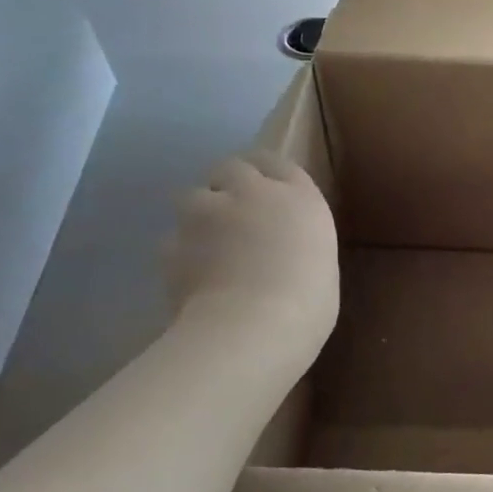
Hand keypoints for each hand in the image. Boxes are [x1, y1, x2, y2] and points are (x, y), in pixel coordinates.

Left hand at [163, 151, 338, 340]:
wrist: (251, 328)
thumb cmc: (308, 303)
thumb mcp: (321, 267)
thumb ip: (298, 246)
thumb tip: (284, 253)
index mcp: (298, 198)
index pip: (278, 163)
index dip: (269, 175)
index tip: (270, 191)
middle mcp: (250, 193)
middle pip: (232, 168)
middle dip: (231, 184)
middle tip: (238, 214)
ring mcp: (205, 214)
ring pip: (194, 196)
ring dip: (201, 213)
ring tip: (209, 245)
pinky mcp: (171, 243)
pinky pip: (174, 239)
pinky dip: (182, 253)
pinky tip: (192, 277)